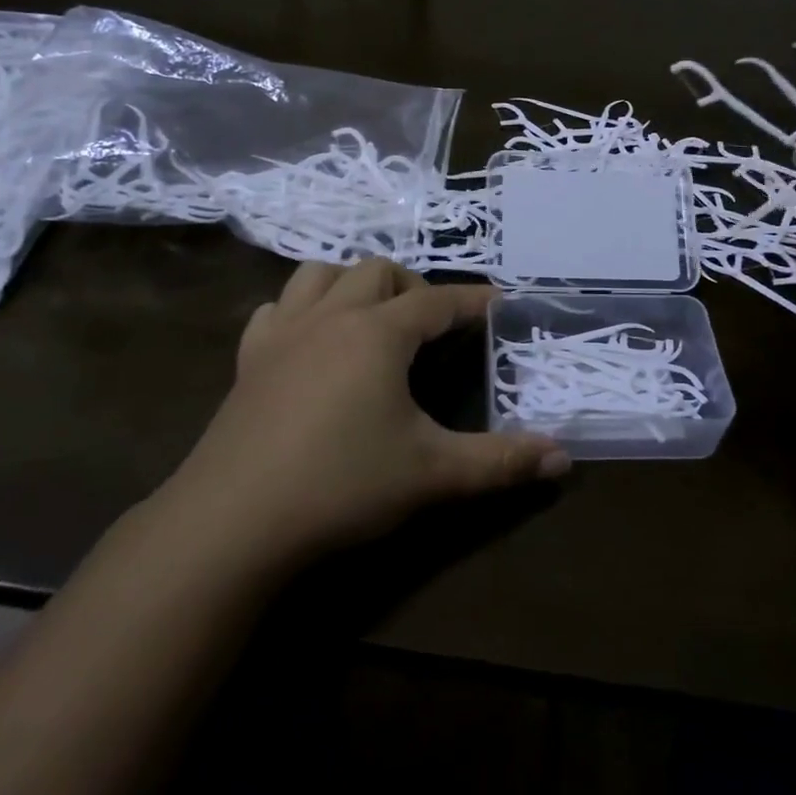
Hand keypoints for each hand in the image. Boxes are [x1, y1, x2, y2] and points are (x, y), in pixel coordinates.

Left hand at [166, 260, 567, 567]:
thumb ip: (501, 462)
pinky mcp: (249, 360)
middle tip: (432, 327)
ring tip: (372, 319)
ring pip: (319, 275)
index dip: (473, 301)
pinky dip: (300, 310)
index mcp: (378, 332)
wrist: (232, 522)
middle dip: (413, 287)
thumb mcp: (432, 474)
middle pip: (378, 271)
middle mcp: (331, 316)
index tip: (499, 304)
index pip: (438, 301)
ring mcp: (283, 334)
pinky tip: (309, 341)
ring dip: (353, 284)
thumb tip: (563, 457)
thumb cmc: (341, 486)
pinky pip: (276, 310)